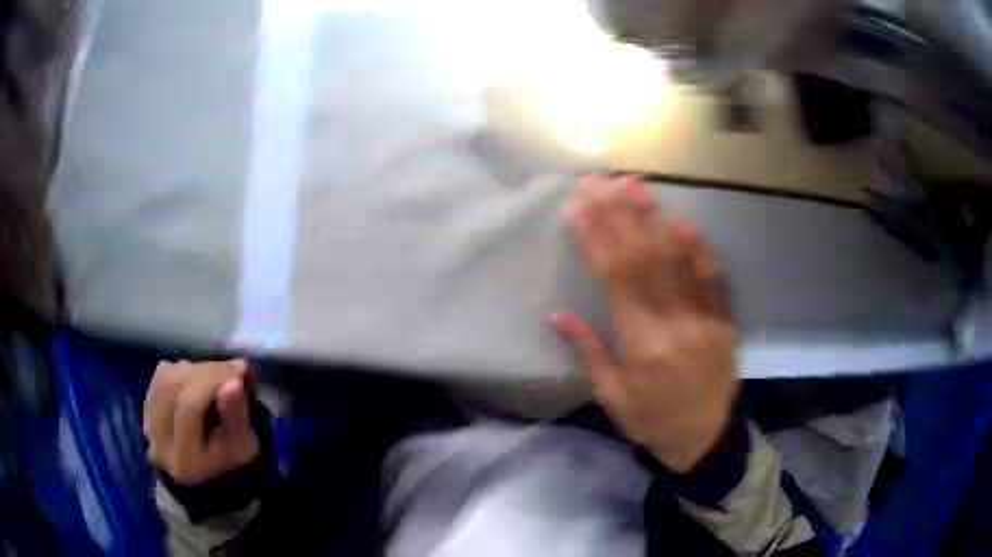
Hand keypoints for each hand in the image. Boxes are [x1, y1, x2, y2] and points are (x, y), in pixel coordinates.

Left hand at [142, 359, 258, 484]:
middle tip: (231, 368)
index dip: (213, 381)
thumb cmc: (231, 459)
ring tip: (216, 373)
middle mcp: (159, 446)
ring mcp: (147, 427)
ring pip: (167, 378)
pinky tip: (197, 379)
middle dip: (206, 371)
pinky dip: (181, 370)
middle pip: (175, 387)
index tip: (240, 370)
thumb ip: (236, 417)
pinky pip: (160, 377)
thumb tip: (233, 382)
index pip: (190, 406)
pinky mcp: (145, 411)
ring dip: (195, 368)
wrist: (208, 468)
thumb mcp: (244, 445)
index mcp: (186, 463)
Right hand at [553, 175, 738, 472]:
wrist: (706, 437)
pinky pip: (711, 278)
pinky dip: (697, 248)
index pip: (614, 280)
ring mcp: (704, 317)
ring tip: (636, 186)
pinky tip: (682, 220)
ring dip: (654, 219)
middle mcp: (674, 323)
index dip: (594, 240)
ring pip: (677, 260)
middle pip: (644, 260)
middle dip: (620, 216)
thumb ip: (589, 353)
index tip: (576, 207)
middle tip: (602, 181)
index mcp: (641, 344)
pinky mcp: (723, 319)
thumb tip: (558, 314)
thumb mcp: (611, 398)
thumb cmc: (651, 421)